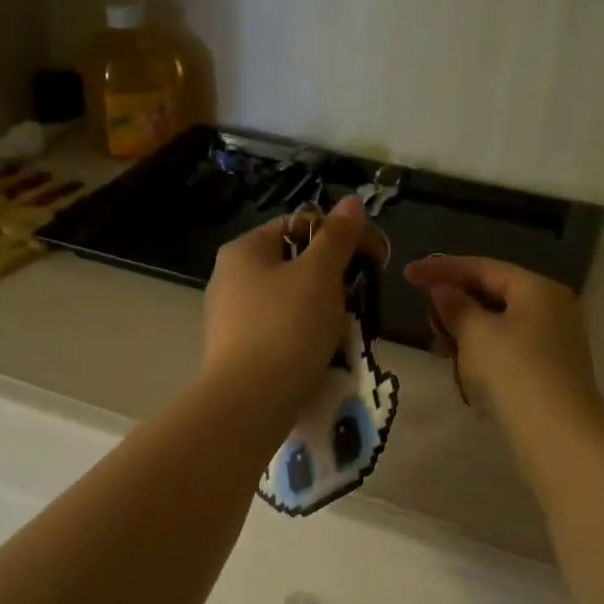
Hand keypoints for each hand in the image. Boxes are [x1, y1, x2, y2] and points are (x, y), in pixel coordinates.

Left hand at [202, 196, 373, 425]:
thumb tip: (352, 202)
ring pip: (290, 300)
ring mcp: (230, 317)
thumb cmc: (286, 328)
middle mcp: (229, 277)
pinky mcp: (236, 351)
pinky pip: (279, 332)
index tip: (374, 259)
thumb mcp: (320, 275)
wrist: (249, 402)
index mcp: (244, 250)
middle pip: (295, 264)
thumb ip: (338, 237)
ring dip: (322, 310)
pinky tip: (319, 354)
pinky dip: (302, 336)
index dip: (341, 235)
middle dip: (332, 279)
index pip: (300, 224)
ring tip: (343, 331)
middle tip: (358, 300)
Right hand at [403, 256, 603, 436]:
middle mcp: (551, 309)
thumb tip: (443, 291)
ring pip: (498, 326)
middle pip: (493, 295)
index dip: (441, 269)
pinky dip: (482, 355)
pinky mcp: (549, 372)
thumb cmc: (514, 374)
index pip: (483, 268)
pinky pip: (507, 352)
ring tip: (439, 351)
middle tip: (425, 318)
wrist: (557, 437)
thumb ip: (455, 306)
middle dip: (455, 305)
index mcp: (538, 289)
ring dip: (465, 334)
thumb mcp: (476, 334)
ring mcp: (553, 342)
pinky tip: (463, 374)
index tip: (407, 274)